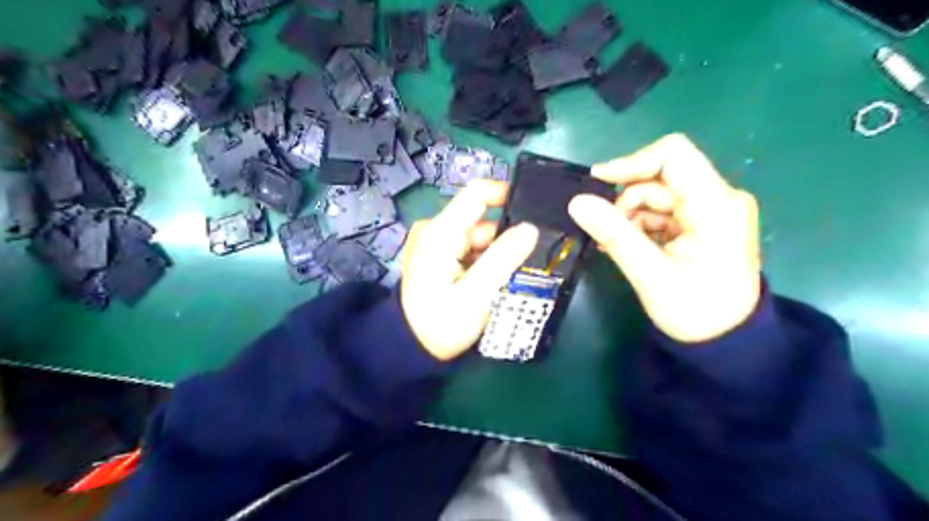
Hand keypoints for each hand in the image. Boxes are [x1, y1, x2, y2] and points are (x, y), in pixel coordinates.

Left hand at [398, 181, 536, 359]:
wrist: (411, 347)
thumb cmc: (440, 324)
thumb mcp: (475, 295)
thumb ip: (503, 259)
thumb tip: (530, 228)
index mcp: (440, 232)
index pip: (477, 194)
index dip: (507, 195)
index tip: (536, 213)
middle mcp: (437, 230)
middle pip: (483, 222)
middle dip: (506, 242)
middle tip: (524, 267)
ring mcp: (438, 243)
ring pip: (481, 239)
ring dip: (497, 257)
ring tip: (509, 280)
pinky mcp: (441, 256)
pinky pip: (472, 251)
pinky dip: (486, 263)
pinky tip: (493, 283)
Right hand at [565, 134, 761, 342]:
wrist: (726, 342)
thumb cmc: (694, 311)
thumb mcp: (649, 273)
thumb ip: (613, 234)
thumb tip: (576, 202)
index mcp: (716, 205)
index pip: (673, 156)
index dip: (631, 162)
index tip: (597, 182)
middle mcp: (720, 198)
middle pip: (660, 178)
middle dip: (627, 202)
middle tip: (608, 234)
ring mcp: (713, 210)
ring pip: (658, 196)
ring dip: (631, 217)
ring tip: (617, 246)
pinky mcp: (704, 223)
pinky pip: (664, 212)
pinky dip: (641, 225)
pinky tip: (630, 247)